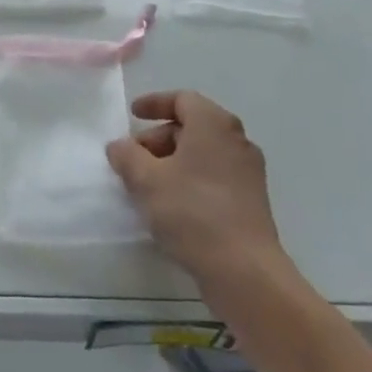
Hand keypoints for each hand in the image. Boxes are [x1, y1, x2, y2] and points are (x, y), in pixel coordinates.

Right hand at [107, 91, 288, 290]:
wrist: (245, 272)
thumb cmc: (192, 212)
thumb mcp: (146, 179)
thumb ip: (126, 155)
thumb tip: (119, 146)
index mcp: (213, 124)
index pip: (182, 99)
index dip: (154, 103)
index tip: (132, 115)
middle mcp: (236, 141)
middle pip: (191, 126)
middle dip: (158, 138)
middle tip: (134, 159)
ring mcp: (248, 173)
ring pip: (203, 154)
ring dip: (173, 162)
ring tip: (148, 186)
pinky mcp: (252, 202)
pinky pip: (214, 177)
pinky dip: (190, 180)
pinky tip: (171, 206)